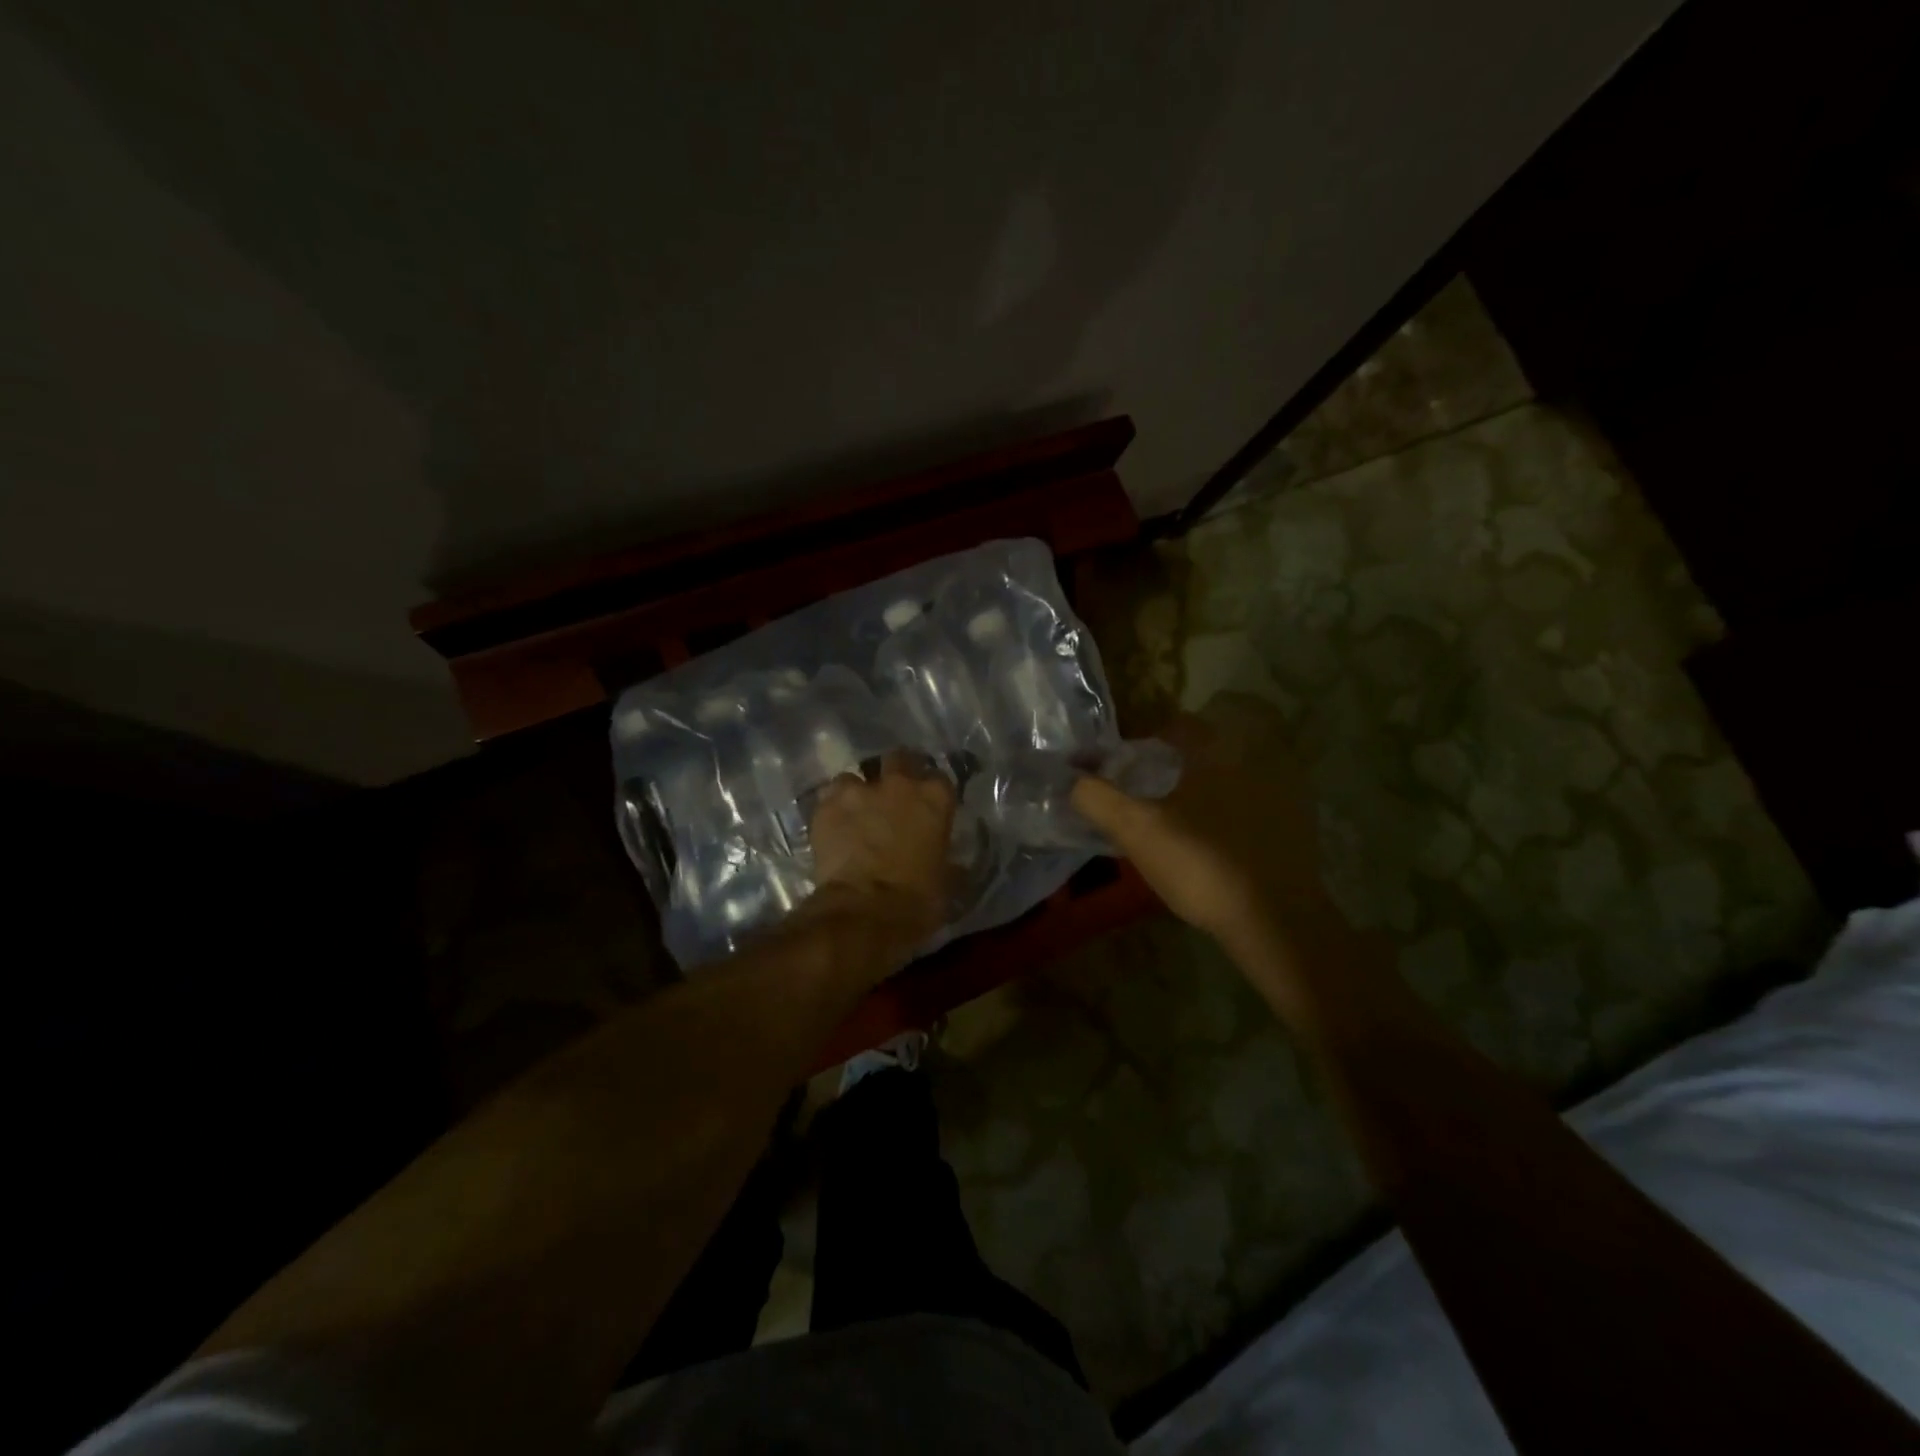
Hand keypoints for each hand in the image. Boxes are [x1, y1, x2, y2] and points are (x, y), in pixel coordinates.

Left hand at [808, 753, 956, 947]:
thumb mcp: (946, 882)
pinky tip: (833, 828)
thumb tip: (952, 865)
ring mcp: (859, 791)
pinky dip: (832, 810)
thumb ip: (947, 860)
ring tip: (855, 814)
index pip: (939, 778)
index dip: (932, 791)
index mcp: (935, 798)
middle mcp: (899, 784)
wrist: (864, 912)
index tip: (928, 806)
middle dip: (895, 772)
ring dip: (857, 792)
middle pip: (898, 759)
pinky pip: (829, 798)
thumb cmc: (916, 901)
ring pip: (855, 776)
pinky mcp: (826, 806)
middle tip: (891, 798)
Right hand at [1072, 695, 1325, 955]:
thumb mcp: (1137, 830)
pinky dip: (1244, 802)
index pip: (1181, 725)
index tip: (1132, 762)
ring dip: (1220, 776)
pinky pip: (1266, 796)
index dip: (1152, 738)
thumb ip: (1097, 798)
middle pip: (1219, 740)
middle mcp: (1258, 756)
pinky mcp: (1302, 822)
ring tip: (1193, 808)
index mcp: (1217, 751)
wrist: (1276, 919)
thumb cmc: (1202, 863)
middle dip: (1191, 752)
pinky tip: (1226, 833)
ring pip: (1246, 766)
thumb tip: (1071, 778)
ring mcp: (1287, 789)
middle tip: (1165, 780)